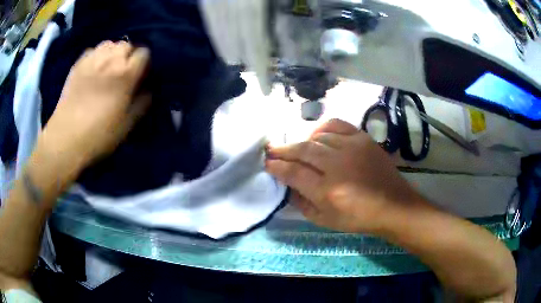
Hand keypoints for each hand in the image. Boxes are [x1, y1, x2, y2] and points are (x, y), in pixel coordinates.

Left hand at [41, 40, 150, 168]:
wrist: (66, 139)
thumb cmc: (99, 135)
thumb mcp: (127, 125)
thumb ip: (142, 103)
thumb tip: (148, 89)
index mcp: (126, 74)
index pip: (144, 53)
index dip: (144, 63)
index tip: (140, 76)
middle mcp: (110, 60)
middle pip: (126, 45)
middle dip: (128, 56)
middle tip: (123, 72)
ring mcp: (92, 60)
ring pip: (109, 44)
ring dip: (113, 52)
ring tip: (108, 67)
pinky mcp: (77, 64)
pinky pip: (93, 50)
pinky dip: (97, 55)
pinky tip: (93, 69)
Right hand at [265, 119, 422, 233]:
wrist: (393, 205)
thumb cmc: (358, 218)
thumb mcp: (325, 220)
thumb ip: (302, 203)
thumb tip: (288, 185)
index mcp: (327, 191)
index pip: (294, 173)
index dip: (277, 167)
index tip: (267, 163)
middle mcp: (338, 165)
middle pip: (303, 150)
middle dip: (283, 150)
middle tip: (272, 149)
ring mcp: (352, 148)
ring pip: (318, 137)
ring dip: (301, 141)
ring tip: (295, 146)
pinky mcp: (363, 139)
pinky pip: (337, 125)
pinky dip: (323, 127)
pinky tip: (317, 134)